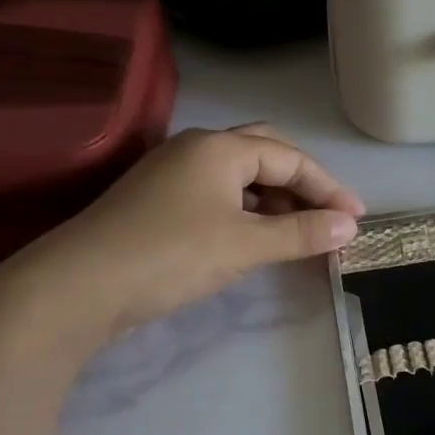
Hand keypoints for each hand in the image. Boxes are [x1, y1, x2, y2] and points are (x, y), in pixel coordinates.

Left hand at [13, 124, 364, 337]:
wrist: (78, 286)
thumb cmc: (171, 255)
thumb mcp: (246, 245)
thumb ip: (301, 233)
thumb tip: (348, 227)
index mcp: (220, 148)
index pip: (290, 158)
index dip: (328, 188)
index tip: (356, 219)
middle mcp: (197, 149)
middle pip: (266, 153)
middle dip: (302, 182)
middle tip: (328, 214)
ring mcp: (173, 173)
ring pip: (240, 175)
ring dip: (276, 198)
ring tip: (301, 230)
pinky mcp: (159, 201)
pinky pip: (219, 194)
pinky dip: (249, 210)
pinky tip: (258, 236)